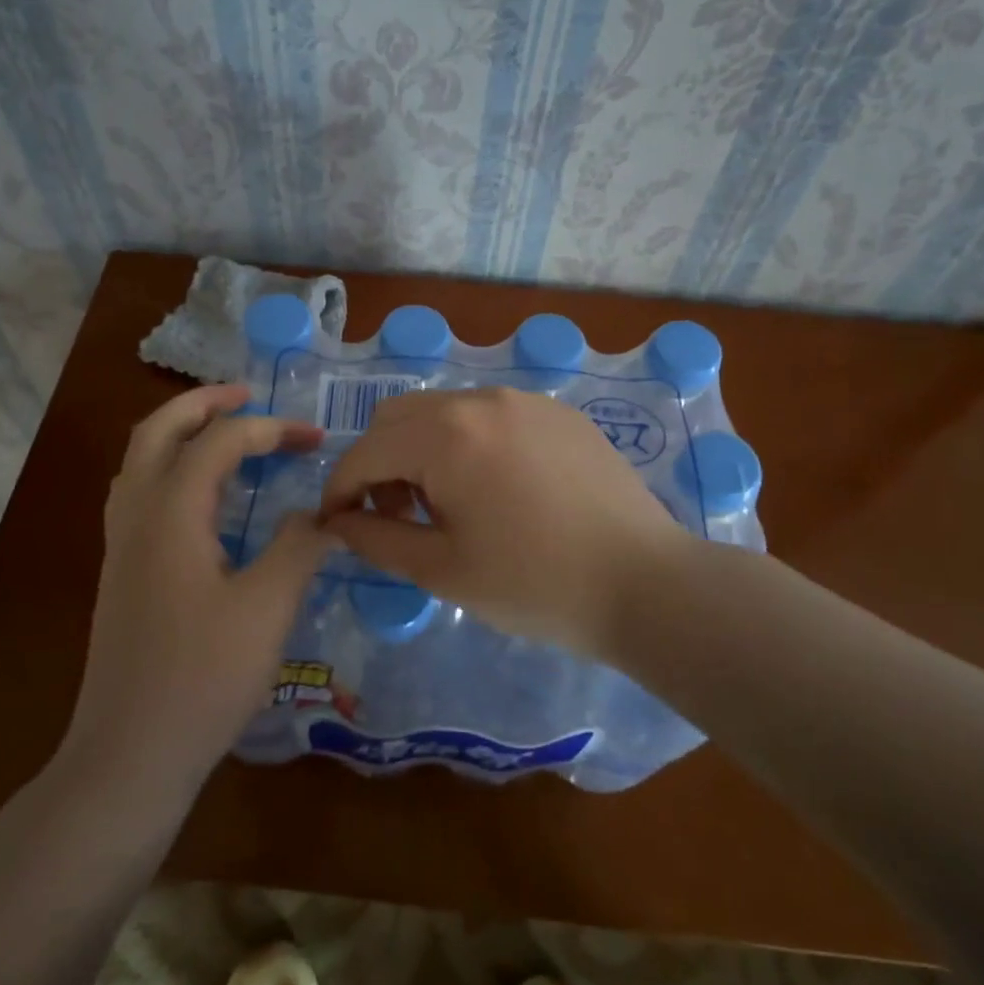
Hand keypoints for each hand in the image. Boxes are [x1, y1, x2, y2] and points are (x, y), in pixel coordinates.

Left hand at [63, 384, 335, 794]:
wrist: (130, 752)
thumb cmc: (202, 679)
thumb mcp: (268, 608)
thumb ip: (299, 546)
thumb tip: (324, 513)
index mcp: (170, 513)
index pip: (219, 441)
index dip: (270, 429)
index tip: (314, 439)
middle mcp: (136, 515)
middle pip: (158, 431)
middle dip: (203, 403)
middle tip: (247, 394)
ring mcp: (121, 544)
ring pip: (140, 460)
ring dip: (180, 432)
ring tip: (224, 430)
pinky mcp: (121, 571)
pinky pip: (139, 492)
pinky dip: (170, 467)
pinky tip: (201, 494)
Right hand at [318, 388, 691, 655]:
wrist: (646, 584)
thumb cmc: (535, 584)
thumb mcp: (442, 570)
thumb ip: (375, 539)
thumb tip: (337, 521)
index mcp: (445, 435)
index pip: (365, 452)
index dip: (340, 490)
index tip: (336, 525)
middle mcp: (481, 400)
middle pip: (398, 418)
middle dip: (379, 464)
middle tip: (395, 517)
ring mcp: (524, 400)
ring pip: (443, 412)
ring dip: (421, 451)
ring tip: (446, 506)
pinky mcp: (558, 413)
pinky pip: (489, 415)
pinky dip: (466, 444)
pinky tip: (494, 489)